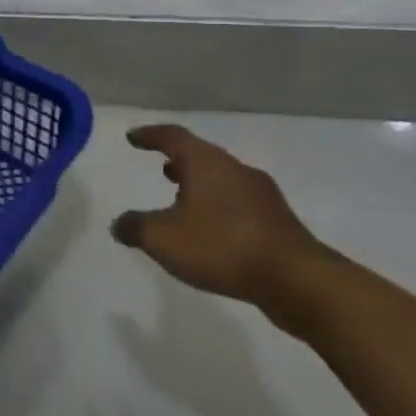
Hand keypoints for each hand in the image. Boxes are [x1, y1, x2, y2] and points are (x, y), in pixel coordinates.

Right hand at [111, 124, 328, 324]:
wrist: (296, 280)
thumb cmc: (222, 247)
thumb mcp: (163, 239)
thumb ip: (136, 228)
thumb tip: (119, 224)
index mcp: (205, 162)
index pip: (172, 136)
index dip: (150, 135)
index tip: (133, 138)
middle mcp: (234, 169)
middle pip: (202, 155)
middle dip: (179, 160)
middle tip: (162, 167)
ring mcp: (261, 194)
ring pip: (223, 179)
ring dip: (201, 184)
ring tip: (183, 199)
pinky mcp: (278, 220)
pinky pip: (239, 203)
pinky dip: (219, 206)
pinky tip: (213, 230)